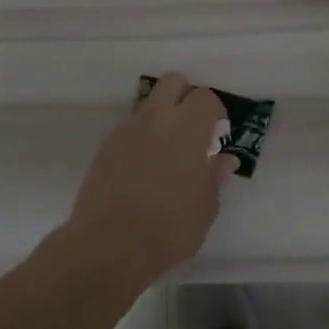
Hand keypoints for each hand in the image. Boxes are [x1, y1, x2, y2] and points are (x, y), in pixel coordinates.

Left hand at [58, 72, 236, 291]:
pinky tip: (142, 166)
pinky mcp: (105, 147)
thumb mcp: (205, 209)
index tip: (218, 132)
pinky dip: (140, 136)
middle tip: (192, 128)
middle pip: (173, 82)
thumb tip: (224, 159)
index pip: (205, 97)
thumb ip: (215, 177)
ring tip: (165, 150)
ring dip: (161, 116)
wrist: (108, 246)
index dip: (215, 111)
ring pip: (148, 103)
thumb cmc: (168, 229)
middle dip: (185, 96)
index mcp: (187, 130)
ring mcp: (126, 131)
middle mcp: (156, 120)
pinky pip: (128, 127)